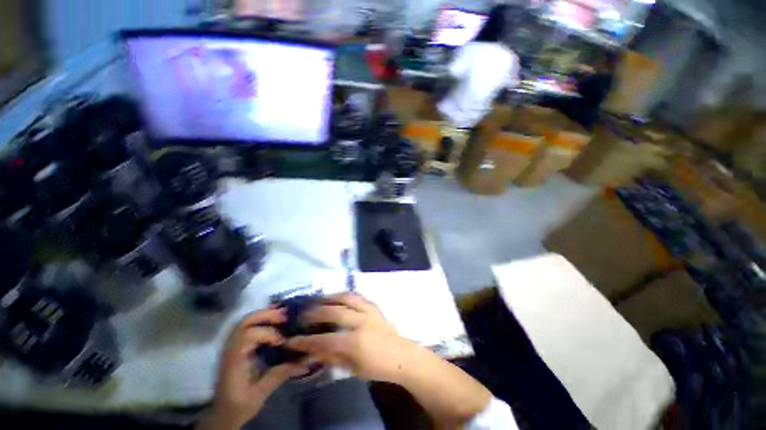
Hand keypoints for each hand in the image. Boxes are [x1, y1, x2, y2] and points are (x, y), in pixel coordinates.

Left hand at [203, 309, 307, 429]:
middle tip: (286, 317)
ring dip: (264, 314)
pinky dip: (260, 318)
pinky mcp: (235, 345)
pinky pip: (246, 325)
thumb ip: (280, 374)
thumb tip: (305, 362)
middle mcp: (230, 348)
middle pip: (246, 322)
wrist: (223, 413)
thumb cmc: (240, 404)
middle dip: (267, 315)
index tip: (282, 341)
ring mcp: (231, 345)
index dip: (268, 333)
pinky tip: (273, 320)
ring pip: (245, 320)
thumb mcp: (261, 393)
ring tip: (282, 316)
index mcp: (234, 360)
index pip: (248, 335)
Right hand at [287, 293, 415, 383]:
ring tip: (317, 299)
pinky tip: (336, 296)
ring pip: (346, 297)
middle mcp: (361, 321)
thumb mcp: (352, 368)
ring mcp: (369, 310)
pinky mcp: (373, 304)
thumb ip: (332, 357)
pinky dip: (343, 294)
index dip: (306, 341)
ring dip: (329, 297)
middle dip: (314, 312)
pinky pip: (356, 295)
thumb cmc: (377, 367)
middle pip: (334, 312)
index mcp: (356, 342)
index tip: (291, 340)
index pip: (325, 340)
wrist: (401, 355)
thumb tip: (312, 350)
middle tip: (302, 313)